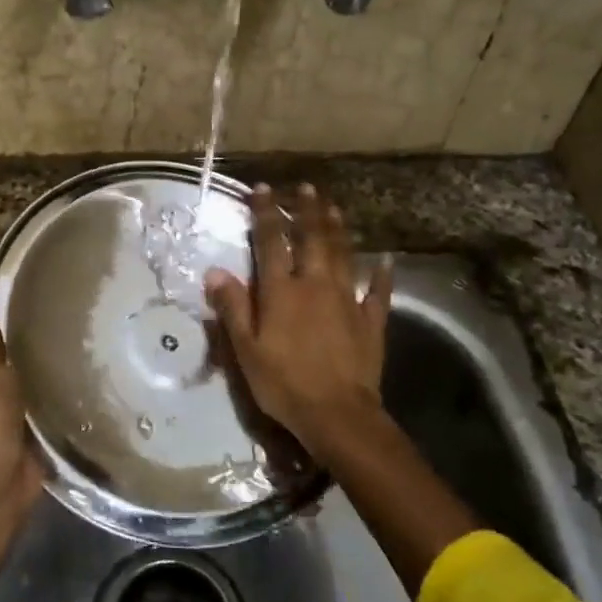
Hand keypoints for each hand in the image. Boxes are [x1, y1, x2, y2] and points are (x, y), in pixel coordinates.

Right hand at [205, 184, 392, 459]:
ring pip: (343, 255)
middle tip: (307, 187)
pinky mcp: (370, 321)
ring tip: (334, 207)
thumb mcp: (246, 349)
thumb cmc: (283, 383)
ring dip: (338, 229)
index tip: (263, 189)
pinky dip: (381, 274)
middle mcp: (315, 285)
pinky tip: (385, 260)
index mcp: (282, 291)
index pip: (271, 242)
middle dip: (307, 210)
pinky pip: (377, 292)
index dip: (266, 214)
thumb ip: (233, 308)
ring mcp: (347, 300)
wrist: (337, 414)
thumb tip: (215, 271)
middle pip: (313, 239)